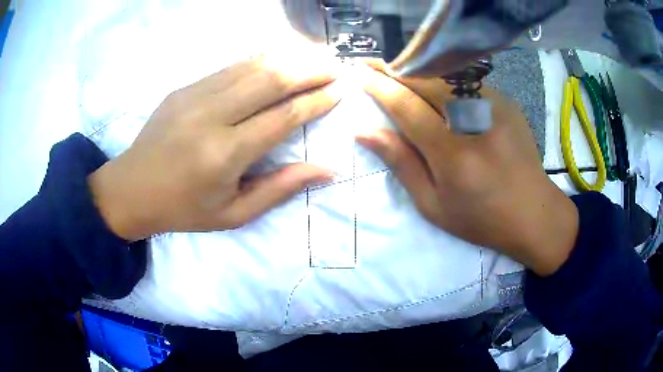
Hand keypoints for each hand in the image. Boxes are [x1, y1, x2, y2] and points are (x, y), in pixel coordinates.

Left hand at [88, 55, 341, 240]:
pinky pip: (230, 67)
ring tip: (315, 56)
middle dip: (309, 70)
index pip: (282, 117)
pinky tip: (278, 58)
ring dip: (288, 58)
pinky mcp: (184, 88)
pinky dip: (260, 60)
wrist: (131, 189)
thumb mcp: (233, 214)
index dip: (315, 101)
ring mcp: (195, 96)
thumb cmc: (183, 209)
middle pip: (271, 81)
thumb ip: (279, 189)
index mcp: (225, 154)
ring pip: (251, 66)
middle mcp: (211, 117)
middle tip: (335, 67)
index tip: (339, 91)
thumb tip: (326, 170)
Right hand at [357, 67, 578, 276]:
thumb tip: (365, 132)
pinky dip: (443, 80)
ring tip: (397, 73)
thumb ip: (401, 163)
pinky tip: (435, 86)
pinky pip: (466, 83)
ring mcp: (495, 106)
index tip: (358, 74)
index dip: (379, 87)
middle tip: (370, 65)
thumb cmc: (481, 219)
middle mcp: (475, 120)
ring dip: (417, 71)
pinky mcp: (507, 103)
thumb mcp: (433, 205)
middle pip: (426, 80)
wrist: (534, 213)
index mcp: (453, 153)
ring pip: (446, 75)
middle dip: (394, 69)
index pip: (407, 107)